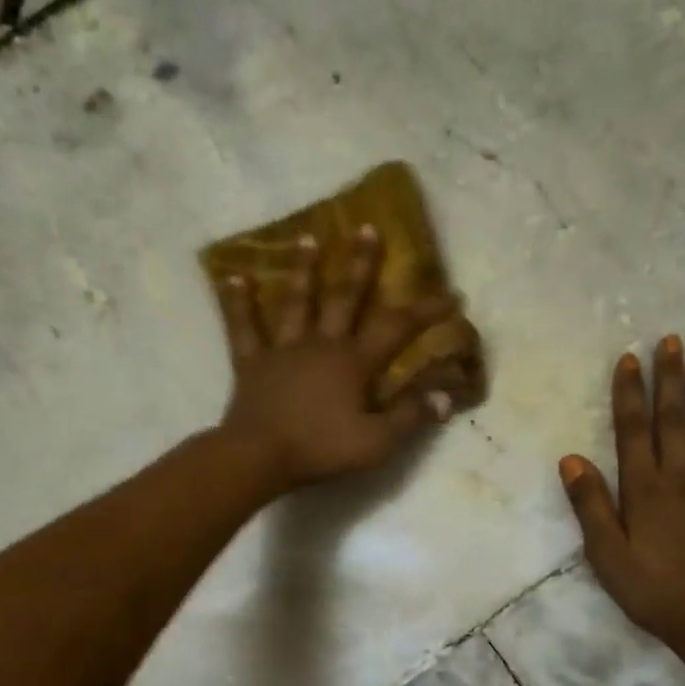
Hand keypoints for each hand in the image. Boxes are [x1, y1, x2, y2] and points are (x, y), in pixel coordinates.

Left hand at [216, 228, 456, 490]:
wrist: (260, 457)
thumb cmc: (321, 450)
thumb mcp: (376, 443)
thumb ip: (410, 418)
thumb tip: (446, 397)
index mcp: (353, 363)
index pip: (397, 328)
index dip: (426, 311)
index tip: (451, 294)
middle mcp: (321, 345)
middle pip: (344, 298)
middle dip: (360, 264)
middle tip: (368, 228)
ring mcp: (283, 350)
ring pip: (295, 302)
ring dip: (303, 270)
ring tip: (307, 238)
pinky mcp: (252, 364)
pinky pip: (243, 328)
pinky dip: (237, 303)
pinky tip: (233, 277)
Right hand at [559, 335, 684, 647]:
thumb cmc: (651, 590)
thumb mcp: (605, 554)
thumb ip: (589, 505)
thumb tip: (572, 459)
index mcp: (644, 488)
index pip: (634, 429)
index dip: (630, 393)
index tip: (629, 359)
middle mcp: (681, 477)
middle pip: (673, 419)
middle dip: (669, 378)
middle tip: (670, 341)